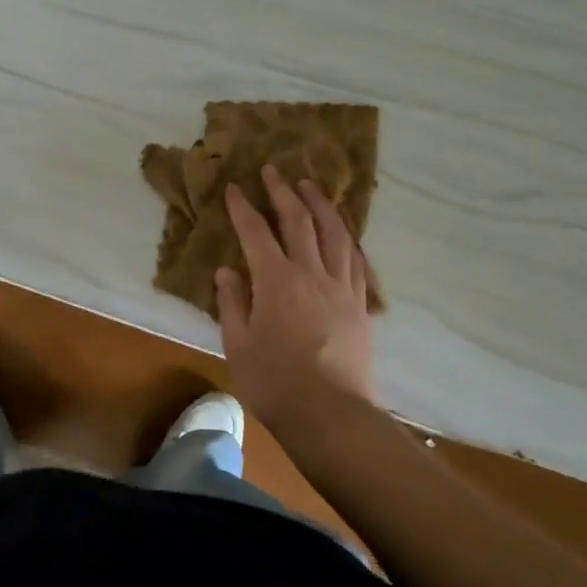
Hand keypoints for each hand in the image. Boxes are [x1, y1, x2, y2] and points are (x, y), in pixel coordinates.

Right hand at [216, 164, 378, 429]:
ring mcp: (341, 288)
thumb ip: (232, 303)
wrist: (332, 415)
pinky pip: (355, 260)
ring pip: (334, 234)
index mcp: (276, 282)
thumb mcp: (238, 345)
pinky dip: (347, 237)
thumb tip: (227, 271)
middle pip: (298, 222)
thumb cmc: (275, 383)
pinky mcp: (359, 305)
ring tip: (311, 186)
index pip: (255, 233)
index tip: (234, 187)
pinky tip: (343, 230)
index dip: (242, 208)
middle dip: (283, 192)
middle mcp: (311, 274)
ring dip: (321, 205)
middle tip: (273, 171)